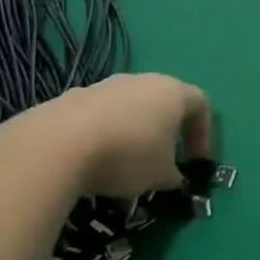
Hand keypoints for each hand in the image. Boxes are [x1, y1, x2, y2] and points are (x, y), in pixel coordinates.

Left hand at [37, 73, 211, 198]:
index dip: (202, 134)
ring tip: (120, 172)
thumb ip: (173, 175)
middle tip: (159, 164)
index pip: (201, 105)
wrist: (57, 145)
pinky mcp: (71, 98)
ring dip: (131, 137)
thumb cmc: (127, 155)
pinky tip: (89, 166)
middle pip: (162, 104)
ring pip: (128, 111)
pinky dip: (101, 138)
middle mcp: (142, 81)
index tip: (194, 162)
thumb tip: (171, 177)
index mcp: (173, 92)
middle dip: (164, 135)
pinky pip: (97, 118)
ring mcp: (105, 86)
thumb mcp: (160, 175)